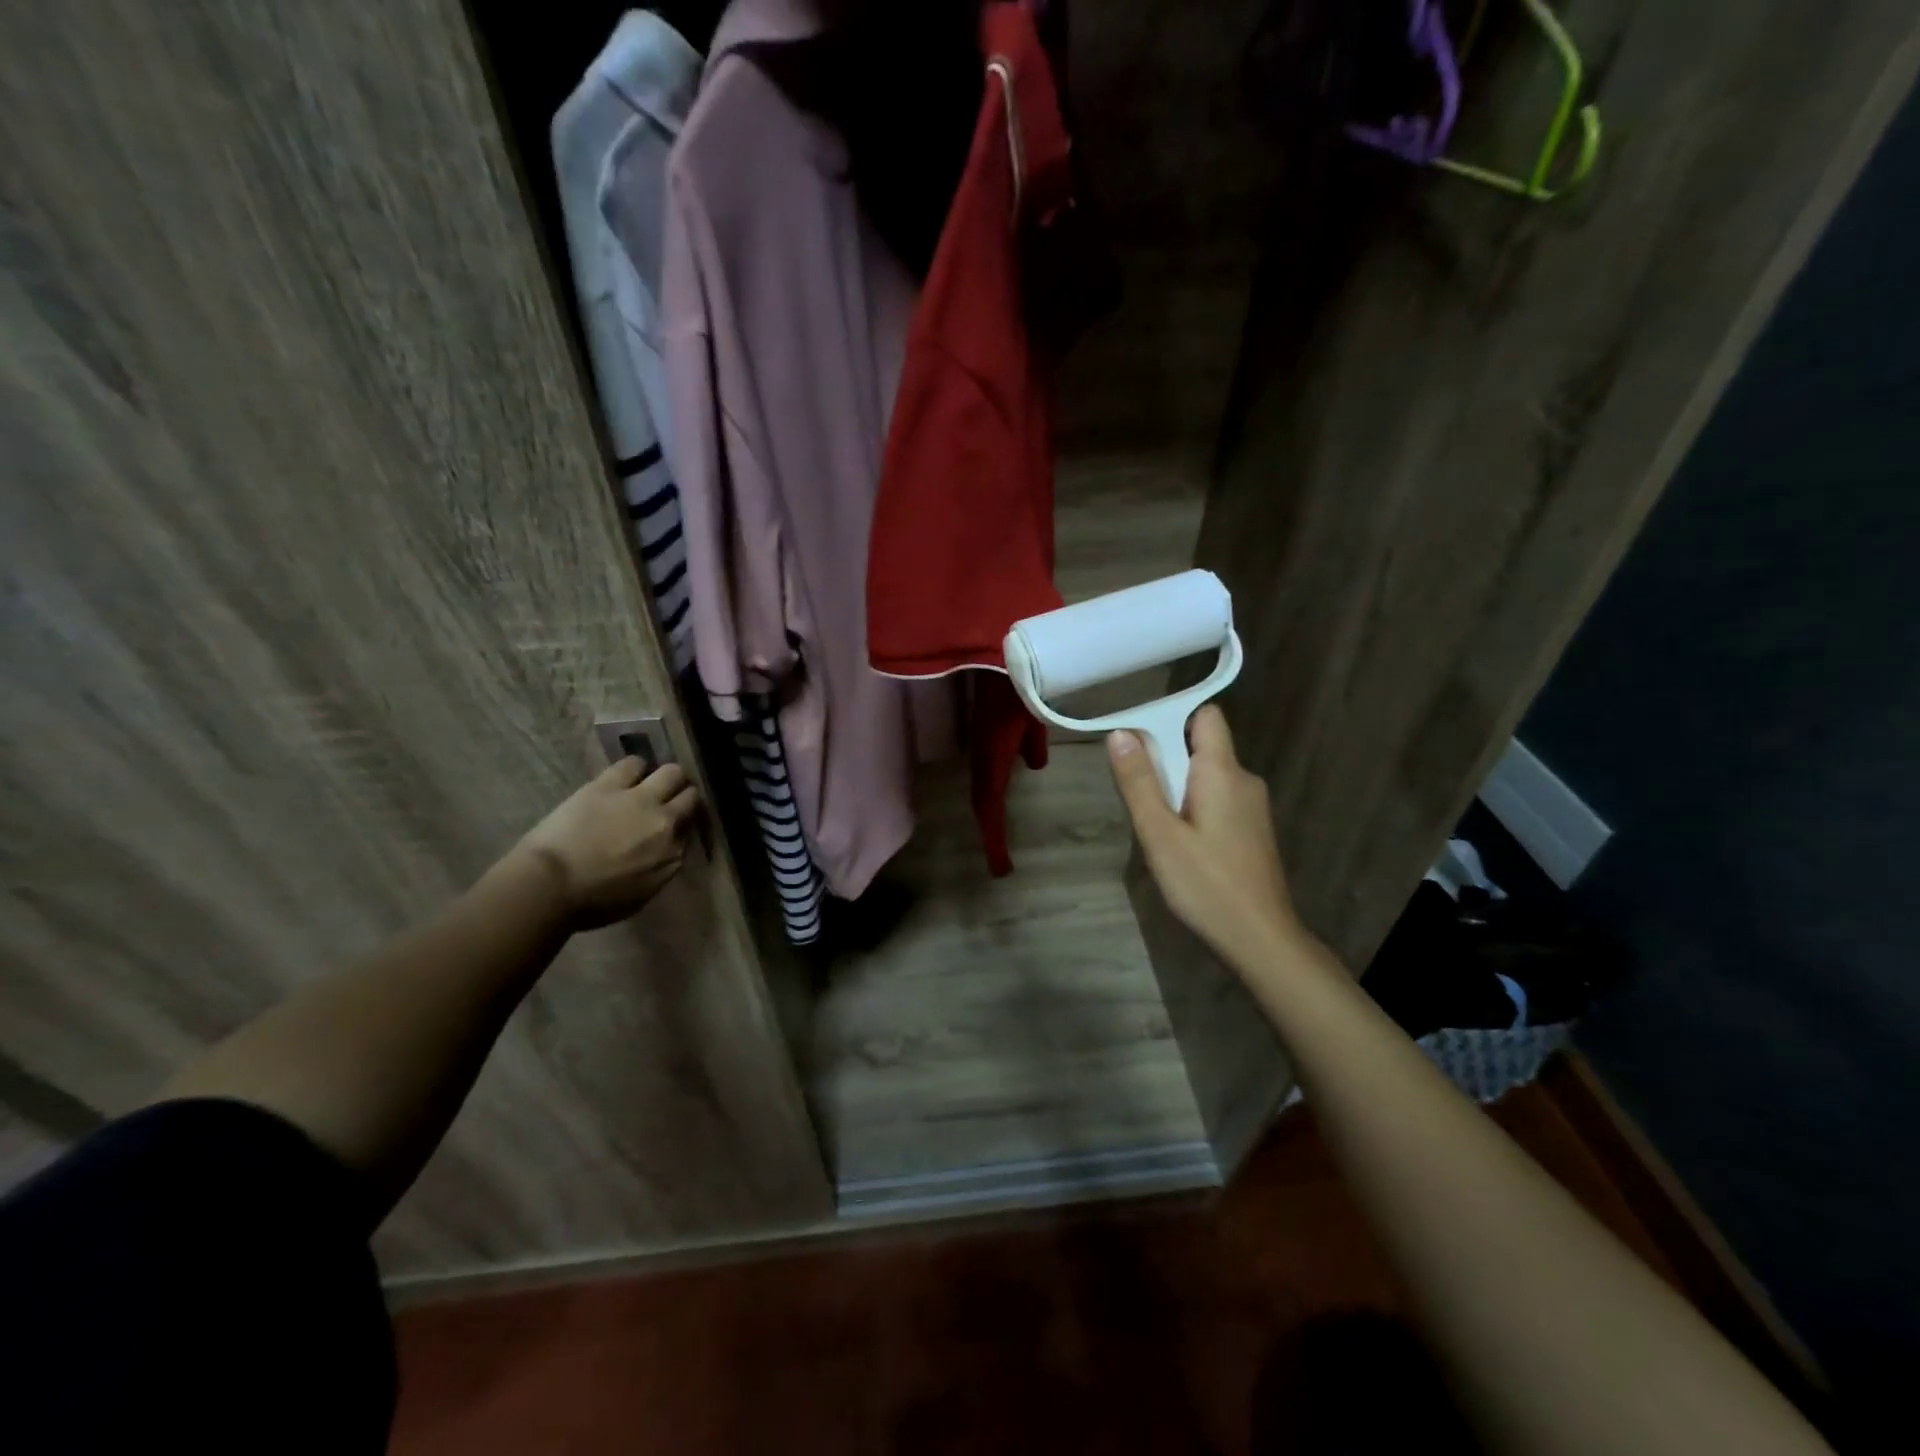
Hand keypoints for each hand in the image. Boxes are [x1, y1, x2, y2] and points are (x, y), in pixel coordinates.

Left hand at [515, 758, 700, 928]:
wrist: (550, 886)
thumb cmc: (592, 903)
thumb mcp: (641, 894)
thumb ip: (660, 867)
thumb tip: (662, 851)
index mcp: (673, 855)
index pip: (689, 830)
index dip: (680, 825)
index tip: (670, 827)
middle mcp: (666, 823)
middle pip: (690, 796)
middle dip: (682, 796)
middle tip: (668, 799)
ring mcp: (641, 800)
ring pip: (672, 772)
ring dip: (664, 777)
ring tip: (650, 782)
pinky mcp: (611, 785)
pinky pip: (634, 763)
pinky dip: (635, 767)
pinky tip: (627, 774)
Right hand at [1108, 705, 1306, 973]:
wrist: (1260, 939)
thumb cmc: (1205, 884)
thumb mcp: (1159, 833)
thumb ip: (1138, 781)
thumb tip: (1120, 733)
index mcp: (1223, 771)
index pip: (1205, 715)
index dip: (1171, 717)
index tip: (1138, 743)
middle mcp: (1244, 779)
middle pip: (1201, 746)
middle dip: (1166, 759)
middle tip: (1139, 796)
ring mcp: (1252, 806)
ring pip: (1207, 775)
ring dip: (1176, 787)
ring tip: (1155, 826)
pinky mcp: (1252, 829)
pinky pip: (1216, 798)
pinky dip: (1192, 806)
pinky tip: (1179, 844)